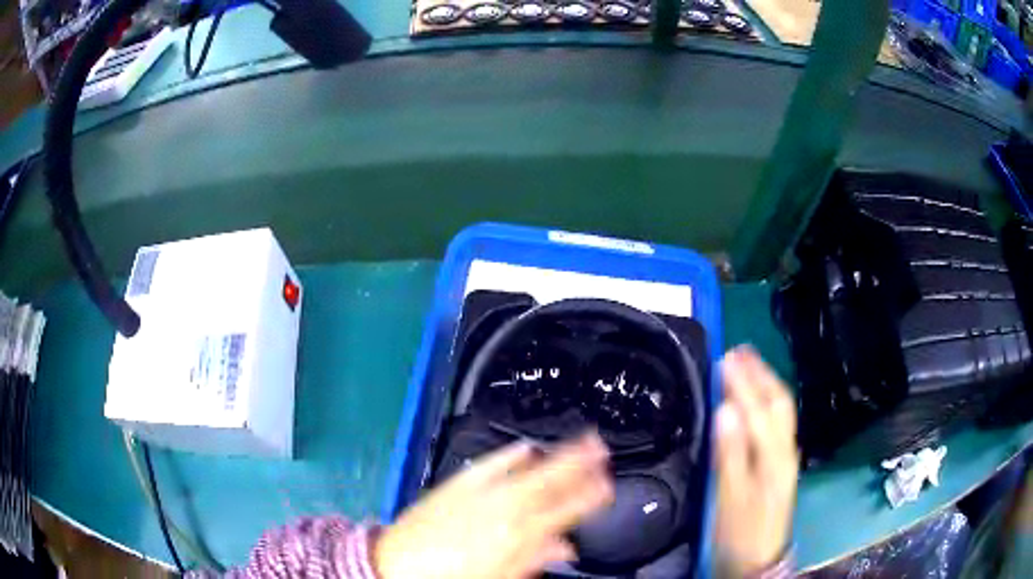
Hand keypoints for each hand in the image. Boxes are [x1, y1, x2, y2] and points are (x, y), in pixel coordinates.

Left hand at [375, 432, 613, 578]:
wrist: (395, 564)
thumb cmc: (451, 577)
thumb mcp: (501, 576)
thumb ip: (535, 559)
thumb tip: (564, 548)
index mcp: (515, 536)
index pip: (562, 511)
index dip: (588, 496)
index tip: (606, 484)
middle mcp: (500, 509)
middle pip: (547, 482)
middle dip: (577, 463)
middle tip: (599, 446)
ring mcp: (476, 493)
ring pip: (525, 469)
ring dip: (553, 454)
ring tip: (575, 441)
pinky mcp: (455, 485)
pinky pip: (488, 465)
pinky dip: (508, 455)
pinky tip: (522, 447)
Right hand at [715, 346, 798, 577]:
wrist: (759, 562)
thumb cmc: (741, 532)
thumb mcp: (731, 498)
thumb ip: (730, 454)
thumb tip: (724, 409)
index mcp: (773, 456)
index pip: (759, 408)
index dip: (743, 381)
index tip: (726, 356)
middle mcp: (785, 450)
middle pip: (778, 403)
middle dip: (760, 373)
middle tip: (740, 350)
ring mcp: (785, 458)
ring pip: (781, 411)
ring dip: (767, 384)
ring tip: (751, 365)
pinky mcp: (781, 466)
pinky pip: (778, 423)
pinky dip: (768, 402)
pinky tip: (759, 402)